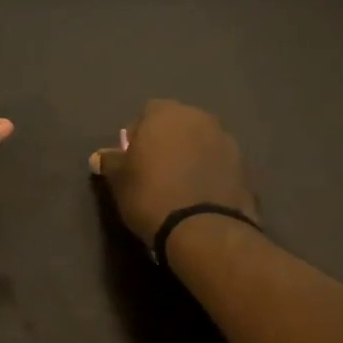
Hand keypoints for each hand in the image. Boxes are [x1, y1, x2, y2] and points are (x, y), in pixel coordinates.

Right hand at [89, 99, 257, 247]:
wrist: (203, 229)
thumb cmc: (151, 195)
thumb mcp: (119, 180)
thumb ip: (110, 162)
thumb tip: (99, 156)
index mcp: (166, 113)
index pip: (147, 114)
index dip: (137, 135)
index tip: (131, 160)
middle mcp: (199, 118)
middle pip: (177, 125)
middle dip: (166, 142)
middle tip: (154, 172)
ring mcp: (226, 141)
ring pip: (200, 143)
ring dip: (190, 156)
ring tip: (179, 186)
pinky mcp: (244, 167)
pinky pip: (217, 164)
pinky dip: (208, 173)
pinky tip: (198, 196)